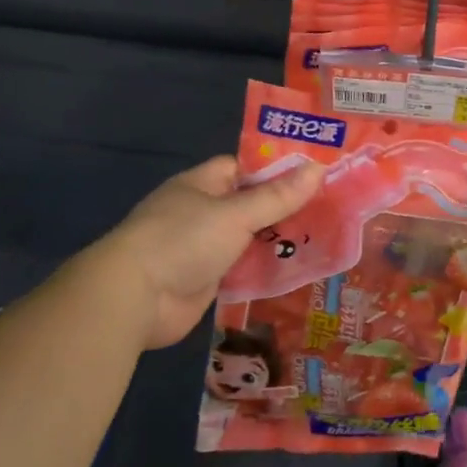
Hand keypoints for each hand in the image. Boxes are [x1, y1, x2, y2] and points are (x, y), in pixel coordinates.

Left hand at [100, 156, 323, 349]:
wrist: (137, 298)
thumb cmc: (184, 240)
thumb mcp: (236, 214)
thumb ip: (277, 196)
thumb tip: (318, 168)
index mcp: (202, 184)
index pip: (244, 168)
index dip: (276, 169)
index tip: (313, 174)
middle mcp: (202, 212)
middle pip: (249, 205)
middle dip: (283, 208)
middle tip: (329, 209)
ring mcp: (203, 248)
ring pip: (249, 239)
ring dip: (277, 241)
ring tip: (324, 238)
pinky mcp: (206, 280)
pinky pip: (243, 269)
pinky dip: (264, 270)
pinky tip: (298, 270)